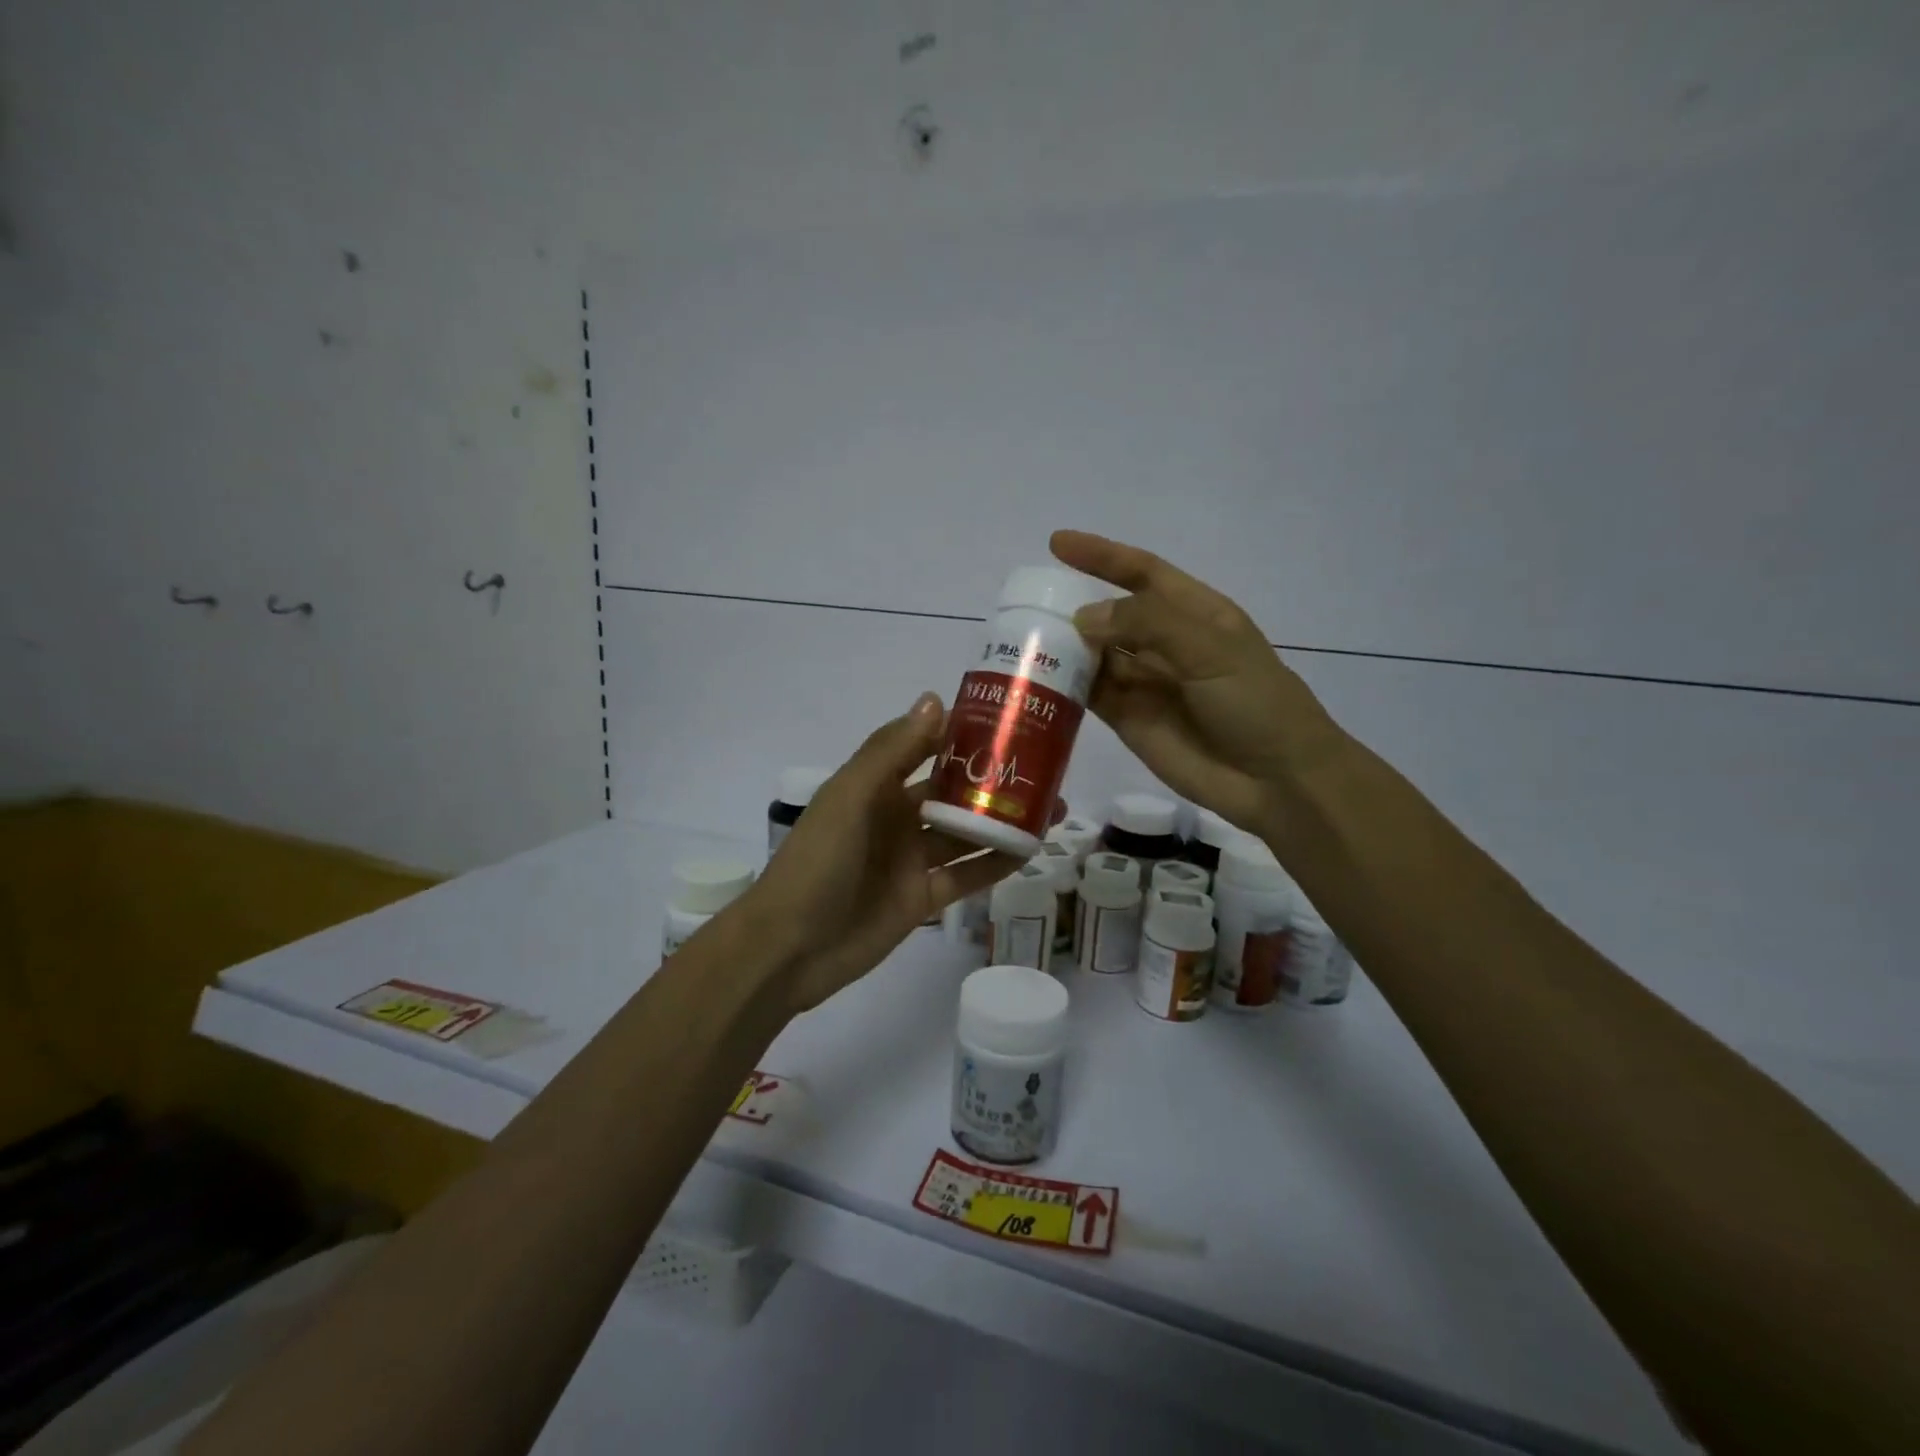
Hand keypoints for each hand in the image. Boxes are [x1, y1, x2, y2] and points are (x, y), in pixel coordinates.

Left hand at [743, 693, 1022, 1012]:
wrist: (791, 947)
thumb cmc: (817, 861)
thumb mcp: (850, 797)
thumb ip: (892, 751)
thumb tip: (935, 700)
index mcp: (876, 786)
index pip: (925, 748)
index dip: (962, 734)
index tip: (1009, 719)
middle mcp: (897, 817)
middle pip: (954, 791)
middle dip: (994, 780)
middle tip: (1047, 767)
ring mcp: (911, 860)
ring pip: (966, 833)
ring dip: (1004, 820)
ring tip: (1054, 806)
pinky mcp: (923, 898)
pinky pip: (967, 876)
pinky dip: (996, 864)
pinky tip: (1030, 851)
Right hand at [1050, 530, 1346, 837]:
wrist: (1276, 780)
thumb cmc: (1254, 702)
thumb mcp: (1210, 648)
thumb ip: (1147, 625)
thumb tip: (1082, 617)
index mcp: (1194, 613)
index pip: (1141, 572)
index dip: (1102, 556)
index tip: (1057, 544)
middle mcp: (1165, 643)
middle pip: (1111, 614)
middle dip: (1073, 605)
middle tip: (1025, 604)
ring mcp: (1145, 683)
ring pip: (1095, 655)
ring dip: (1064, 646)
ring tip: (1021, 639)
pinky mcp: (1129, 720)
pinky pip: (1091, 695)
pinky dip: (1066, 685)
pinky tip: (1038, 679)